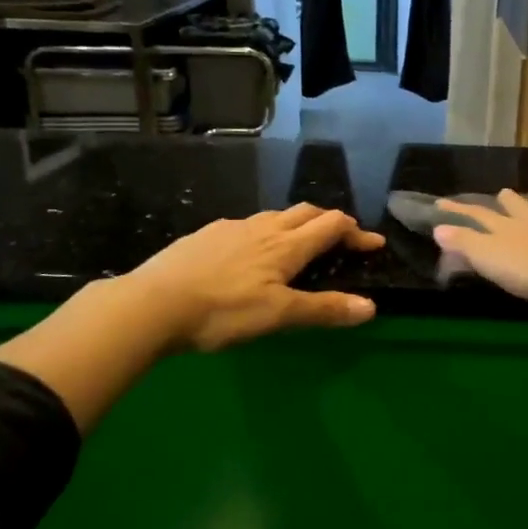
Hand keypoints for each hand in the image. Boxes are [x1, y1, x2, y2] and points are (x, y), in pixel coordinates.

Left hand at [128, 203, 384, 352]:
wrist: (153, 303)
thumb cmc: (222, 311)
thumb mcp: (278, 316)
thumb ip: (324, 309)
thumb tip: (371, 308)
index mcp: (286, 245)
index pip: (331, 226)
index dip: (356, 232)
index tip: (374, 243)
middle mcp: (263, 228)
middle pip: (306, 212)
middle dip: (330, 221)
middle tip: (342, 238)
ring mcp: (231, 228)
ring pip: (274, 216)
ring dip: (296, 224)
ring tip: (299, 244)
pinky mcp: (205, 235)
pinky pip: (245, 225)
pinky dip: (264, 232)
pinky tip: (249, 252)